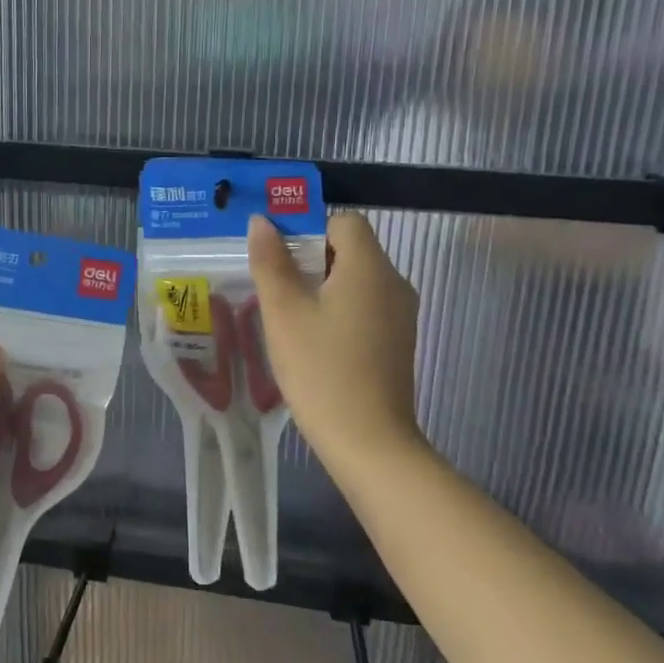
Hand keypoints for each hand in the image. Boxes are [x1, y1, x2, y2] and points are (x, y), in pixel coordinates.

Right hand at [248, 212, 427, 474]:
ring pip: (356, 281)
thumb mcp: (284, 312)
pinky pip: (364, 307)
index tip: (277, 257)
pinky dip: (337, 311)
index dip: (308, 229)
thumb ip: (271, 262)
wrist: (368, 441)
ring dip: (321, 287)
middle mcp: (393, 283)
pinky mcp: (397, 342)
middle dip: (310, 259)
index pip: (343, 221)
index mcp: (370, 267)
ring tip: (286, 315)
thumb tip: (263, 222)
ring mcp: (400, 315)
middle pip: (351, 250)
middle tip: (273, 286)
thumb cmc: (321, 369)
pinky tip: (312, 341)